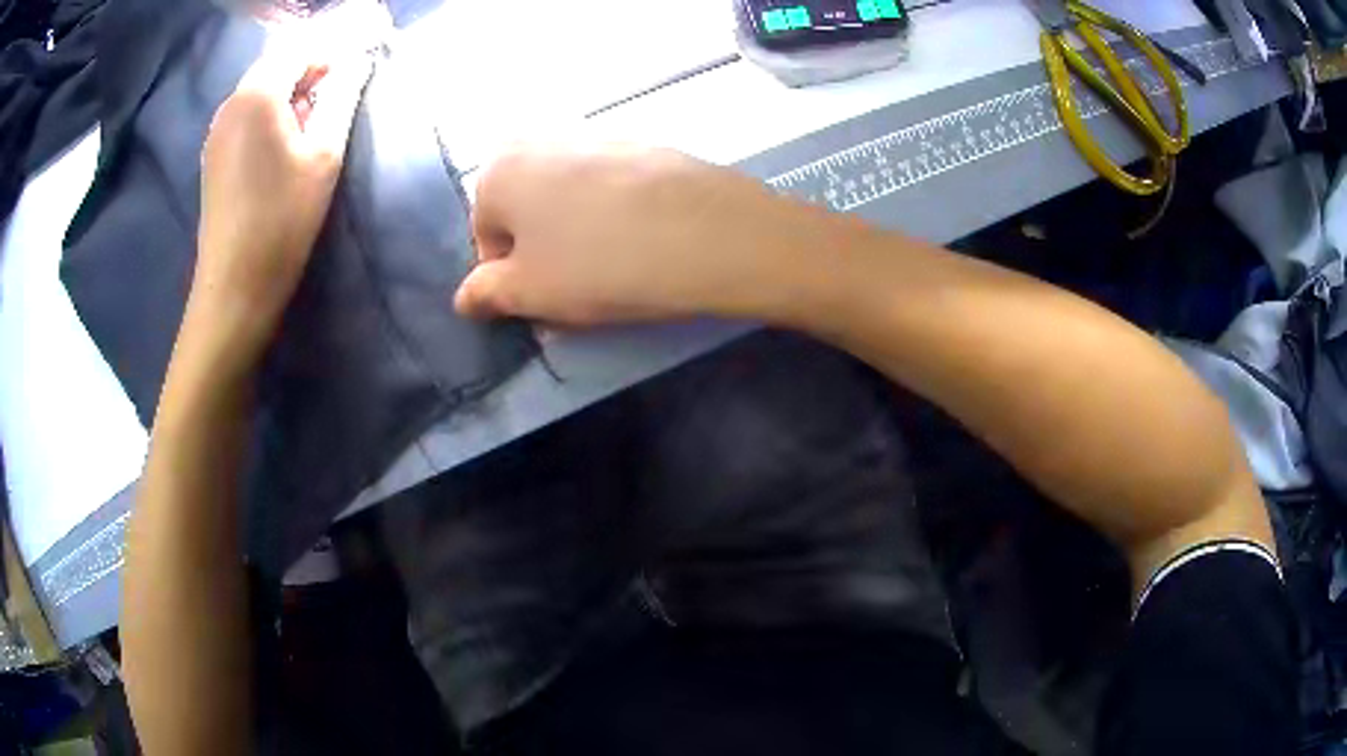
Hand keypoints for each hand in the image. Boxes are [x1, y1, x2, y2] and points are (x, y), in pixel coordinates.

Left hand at [190, 48, 371, 355]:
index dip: (329, 54)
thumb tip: (357, 64)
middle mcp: (230, 103)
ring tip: (310, 124)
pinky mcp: (212, 155)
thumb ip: (342, 97)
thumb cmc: (283, 218)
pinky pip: (244, 114)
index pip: (298, 48)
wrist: (236, 284)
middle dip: (307, 70)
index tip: (352, 74)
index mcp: (257, 93)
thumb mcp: (324, 154)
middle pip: (275, 64)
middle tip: (334, 98)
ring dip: (288, 93)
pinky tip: (281, 144)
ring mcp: (216, 130)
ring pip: (258, 89)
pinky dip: (268, 114)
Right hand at [455, 145, 812, 325]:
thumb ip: (485, 294)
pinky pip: (613, 190)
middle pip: (528, 211)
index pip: (485, 237)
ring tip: (617, 265)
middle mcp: (540, 140)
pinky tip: (647, 240)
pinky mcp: (643, 146)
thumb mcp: (529, 293)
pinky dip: (618, 215)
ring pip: (569, 200)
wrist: (710, 232)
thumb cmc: (599, 265)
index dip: (511, 276)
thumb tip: (466, 297)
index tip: (544, 299)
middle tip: (578, 285)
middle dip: (544, 250)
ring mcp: (597, 136)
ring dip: (580, 233)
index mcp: (499, 170)